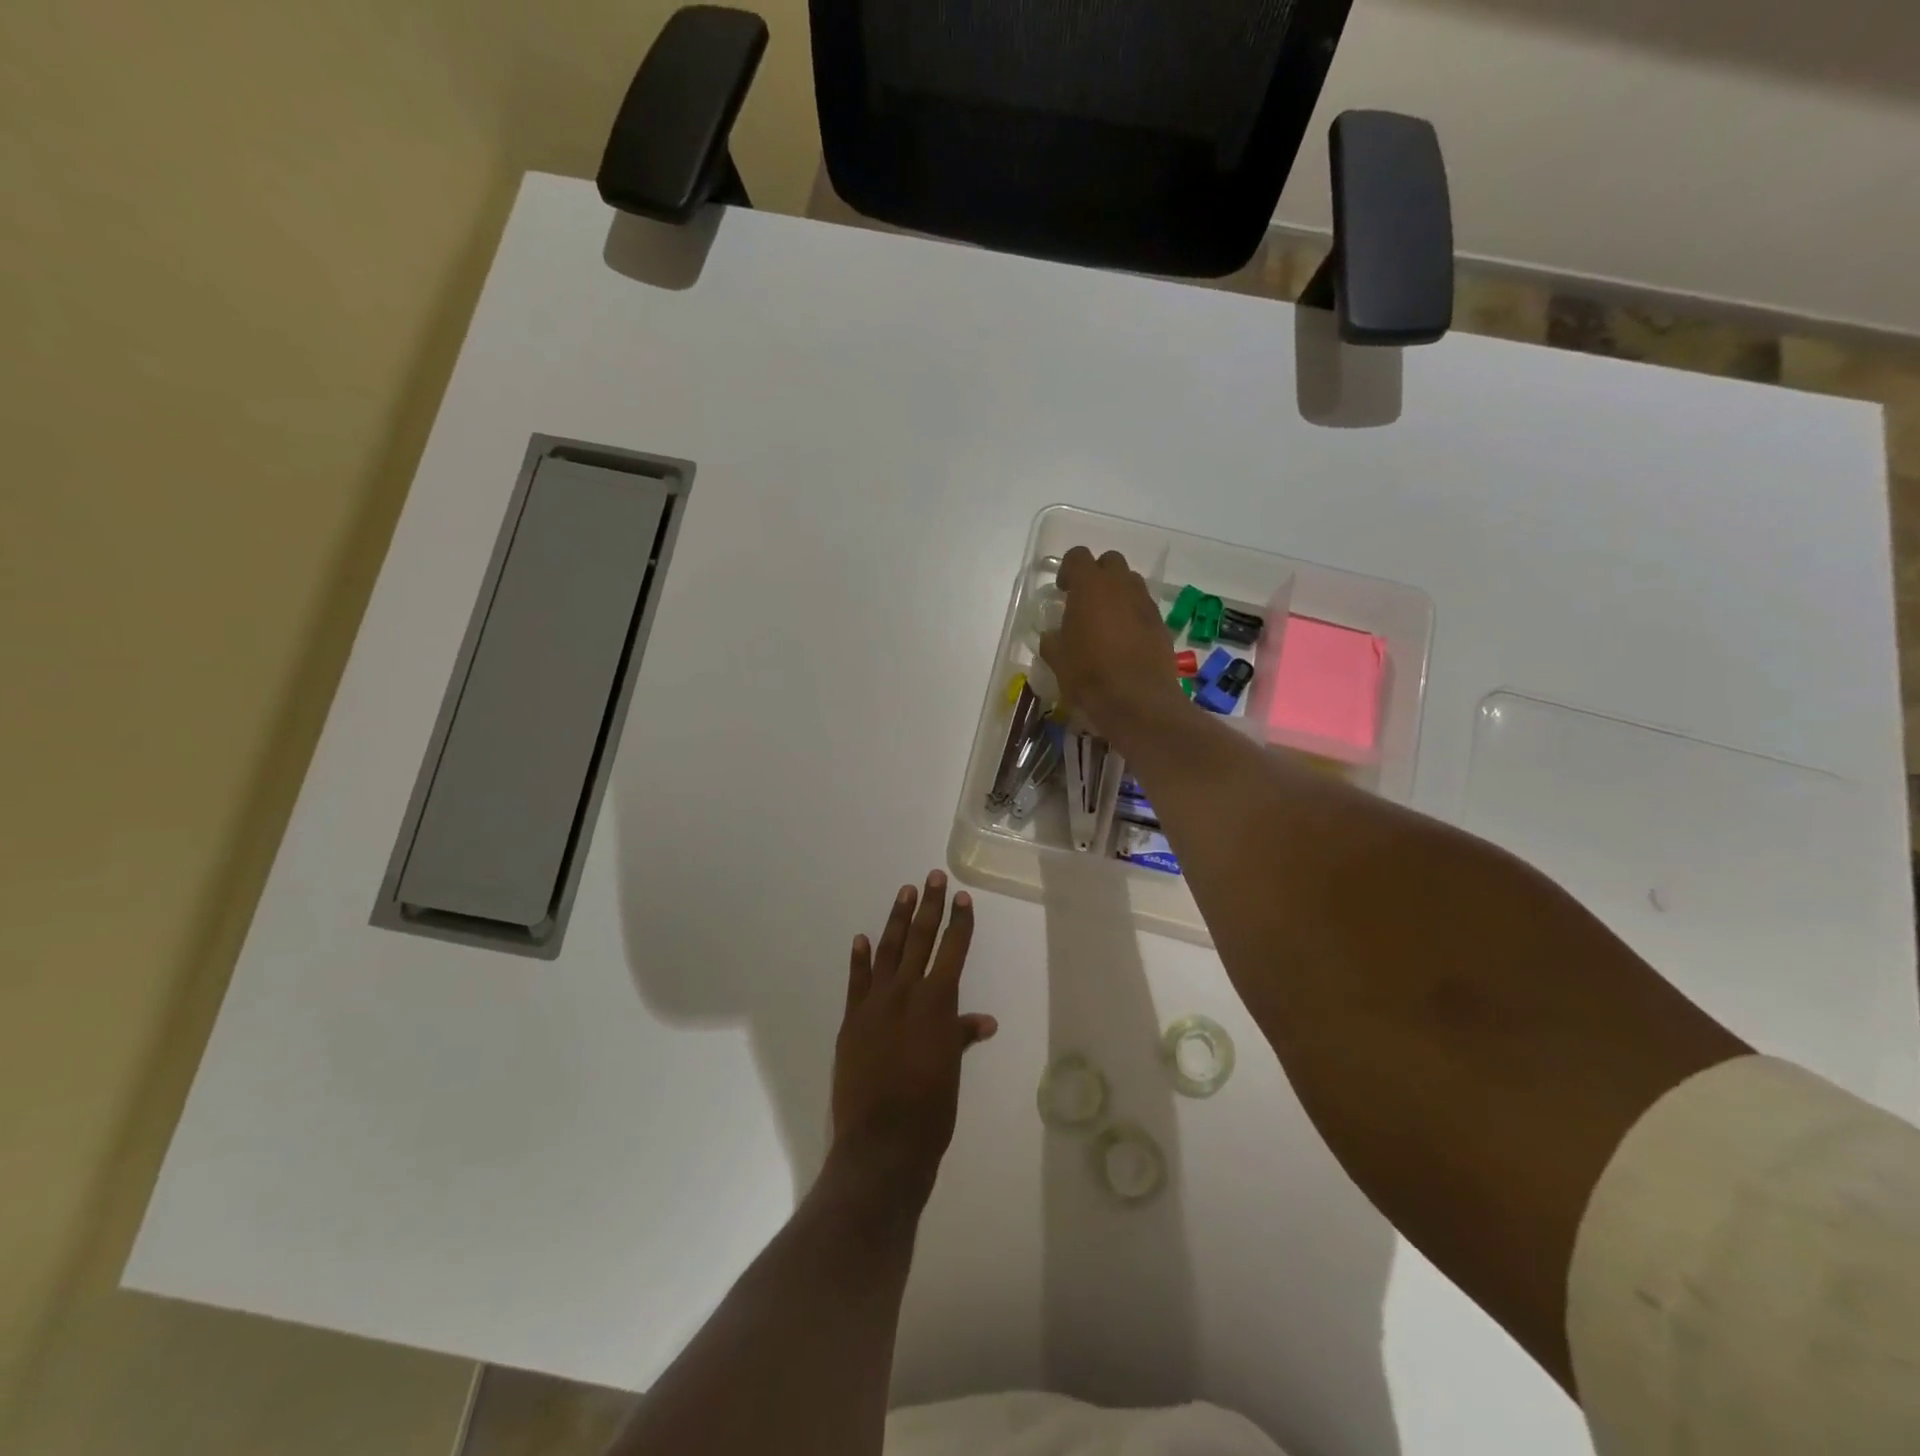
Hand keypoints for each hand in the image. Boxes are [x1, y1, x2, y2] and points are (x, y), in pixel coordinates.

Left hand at [830, 872, 997, 1204]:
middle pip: (921, 940)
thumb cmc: (930, 1110)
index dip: (960, 923)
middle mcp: (906, 994)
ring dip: (897, 920)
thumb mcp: (952, 1070)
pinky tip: (861, 938)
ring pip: (888, 951)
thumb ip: (961, 1036)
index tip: (963, 897)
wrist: (882, 1143)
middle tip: (933, 878)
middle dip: (929, 907)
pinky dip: (858, 959)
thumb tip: (984, 1020)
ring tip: (905, 893)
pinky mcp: (851, 1020)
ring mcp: (875, 1004)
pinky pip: (856, 981)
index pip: (953, 951)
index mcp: (937, 1004)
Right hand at [1039, 547, 1186, 739]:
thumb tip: (1053, 634)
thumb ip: (1052, 639)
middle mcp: (1120, 585)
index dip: (1068, 570)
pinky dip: (1133, 615)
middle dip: (1098, 575)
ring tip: (1106, 621)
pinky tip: (1124, 641)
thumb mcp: (1056, 658)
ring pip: (1131, 583)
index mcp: (1090, 586)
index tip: (1062, 591)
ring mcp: (1145, 603)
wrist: (1137, 700)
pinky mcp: (1161, 624)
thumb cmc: (1088, 674)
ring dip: (1118, 593)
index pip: (1077, 556)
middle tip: (1085, 601)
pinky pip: (1143, 608)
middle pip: (1110, 562)